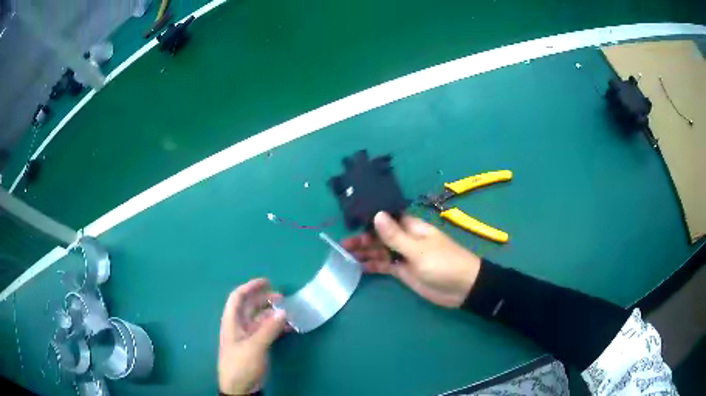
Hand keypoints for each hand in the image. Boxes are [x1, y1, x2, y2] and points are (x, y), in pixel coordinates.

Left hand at [218, 279, 285, 394]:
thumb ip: (269, 329)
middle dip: (264, 299)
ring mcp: (248, 336)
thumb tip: (283, 311)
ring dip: (272, 313)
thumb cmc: (241, 364)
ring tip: (288, 311)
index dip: (250, 287)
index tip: (267, 282)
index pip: (237, 298)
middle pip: (250, 306)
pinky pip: (266, 331)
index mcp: (232, 322)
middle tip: (282, 297)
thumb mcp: (254, 346)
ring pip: (260, 319)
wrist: (240, 387)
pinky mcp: (256, 346)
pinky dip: (276, 327)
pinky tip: (288, 328)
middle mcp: (239, 326)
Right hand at [341, 212, 480, 307]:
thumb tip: (376, 215)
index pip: (386, 218)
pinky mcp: (403, 271)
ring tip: (344, 255)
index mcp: (411, 227)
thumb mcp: (418, 250)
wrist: (462, 287)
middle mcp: (405, 239)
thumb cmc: (443, 263)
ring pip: (380, 251)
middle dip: (362, 239)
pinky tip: (358, 267)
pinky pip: (384, 266)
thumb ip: (395, 236)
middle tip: (343, 245)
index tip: (350, 221)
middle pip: (380, 236)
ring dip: (365, 252)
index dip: (369, 219)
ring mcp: (404, 256)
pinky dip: (373, 266)